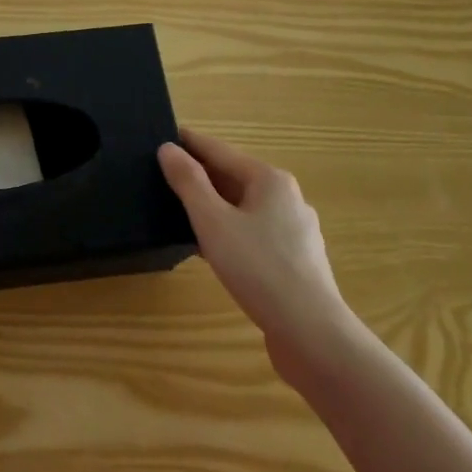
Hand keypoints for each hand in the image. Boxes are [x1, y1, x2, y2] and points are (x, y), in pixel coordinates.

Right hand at [158, 128, 357, 386]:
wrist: (311, 335)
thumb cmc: (258, 268)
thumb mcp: (212, 221)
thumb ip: (188, 182)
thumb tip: (168, 149)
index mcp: (269, 179)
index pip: (219, 150)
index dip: (188, 143)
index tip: (159, 136)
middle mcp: (286, 198)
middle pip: (233, 177)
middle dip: (198, 176)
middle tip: (160, 175)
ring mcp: (294, 231)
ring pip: (242, 207)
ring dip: (211, 206)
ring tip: (177, 211)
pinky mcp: (294, 261)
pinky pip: (252, 233)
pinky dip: (227, 231)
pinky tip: (207, 247)